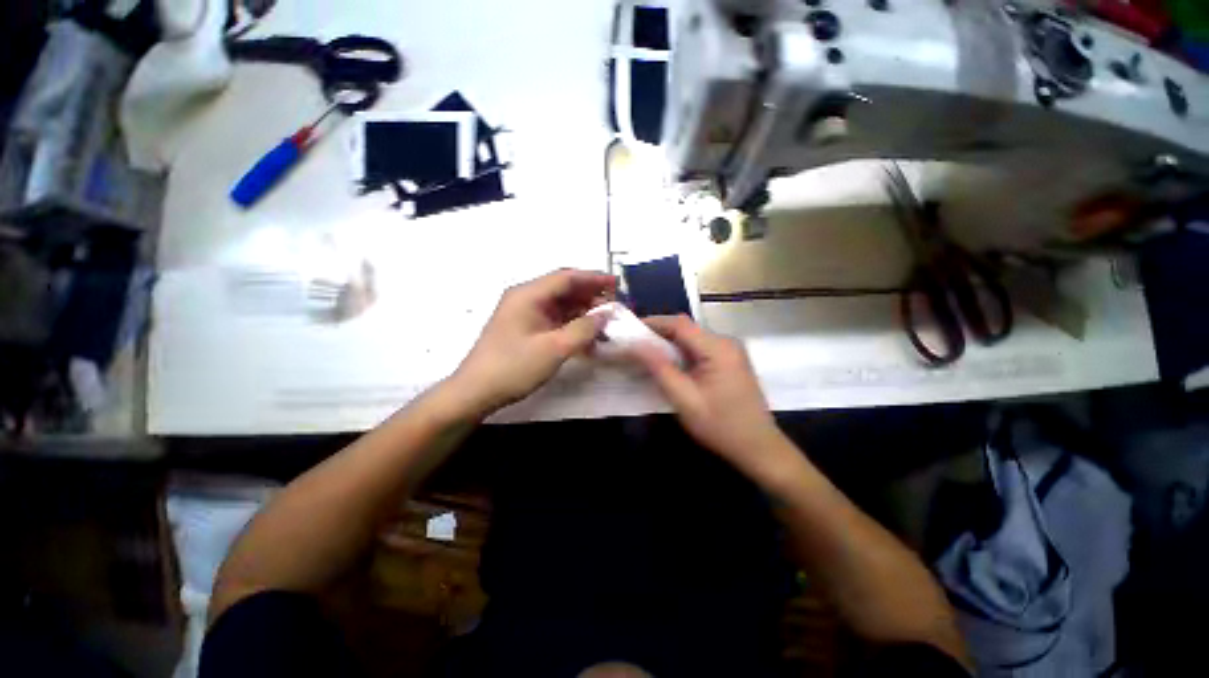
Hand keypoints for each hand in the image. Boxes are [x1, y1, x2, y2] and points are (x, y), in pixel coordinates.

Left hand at [450, 269, 615, 416]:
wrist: (476, 392)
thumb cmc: (514, 367)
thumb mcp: (554, 348)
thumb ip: (584, 329)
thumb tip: (606, 314)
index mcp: (529, 294)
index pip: (567, 277)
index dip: (594, 278)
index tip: (617, 284)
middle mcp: (526, 298)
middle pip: (564, 289)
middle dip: (590, 296)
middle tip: (614, 306)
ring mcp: (524, 314)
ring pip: (561, 306)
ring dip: (583, 312)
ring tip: (605, 323)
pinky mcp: (525, 328)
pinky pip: (554, 320)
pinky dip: (572, 325)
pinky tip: (587, 337)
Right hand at [632, 315, 790, 481]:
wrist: (759, 448)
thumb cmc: (721, 426)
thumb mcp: (685, 399)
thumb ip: (659, 369)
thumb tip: (635, 345)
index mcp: (718, 348)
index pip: (679, 324)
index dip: (652, 323)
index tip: (628, 330)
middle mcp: (726, 342)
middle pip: (686, 328)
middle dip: (657, 333)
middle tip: (633, 345)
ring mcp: (730, 351)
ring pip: (691, 338)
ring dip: (668, 343)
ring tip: (644, 354)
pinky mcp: (729, 360)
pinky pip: (699, 348)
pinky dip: (680, 353)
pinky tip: (668, 364)